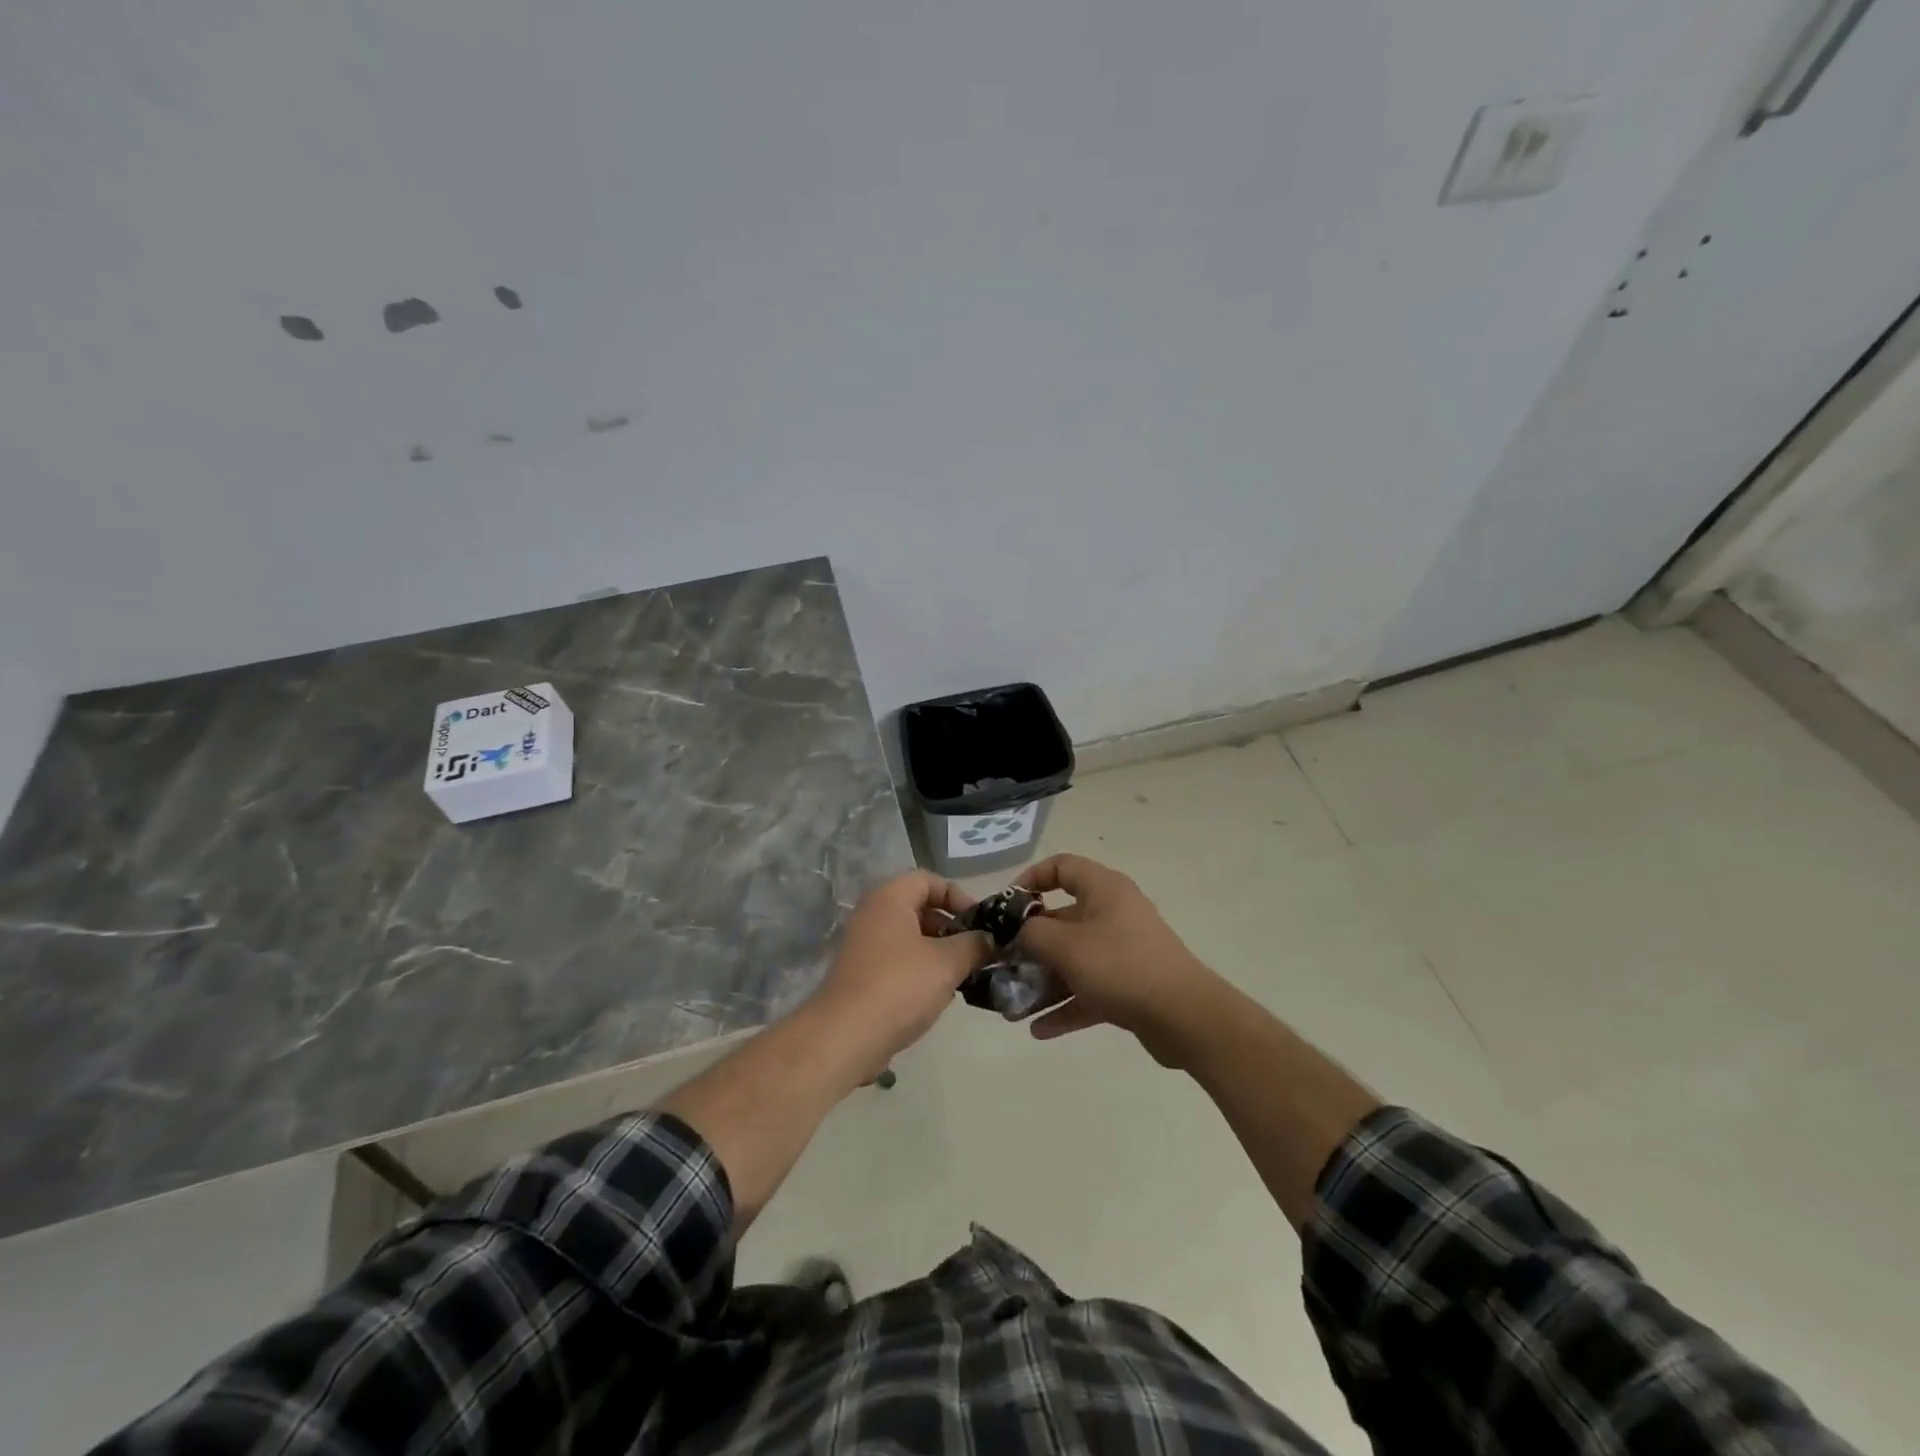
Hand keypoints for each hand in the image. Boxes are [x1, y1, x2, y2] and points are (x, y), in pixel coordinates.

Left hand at [807, 871, 992, 1081]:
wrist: (845, 1037)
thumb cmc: (900, 986)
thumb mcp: (947, 963)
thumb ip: (974, 945)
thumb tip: (989, 940)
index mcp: (890, 899)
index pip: (929, 880)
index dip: (958, 896)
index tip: (981, 922)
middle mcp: (872, 914)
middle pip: (920, 908)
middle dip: (951, 927)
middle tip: (976, 950)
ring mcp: (863, 945)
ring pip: (910, 937)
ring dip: (939, 952)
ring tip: (963, 975)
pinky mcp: (861, 974)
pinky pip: (898, 960)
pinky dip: (920, 970)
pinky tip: (938, 995)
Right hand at [1012, 854, 1231, 1067]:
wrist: (1185, 1017)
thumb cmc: (1120, 966)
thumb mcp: (1065, 946)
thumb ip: (1031, 932)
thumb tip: (1016, 930)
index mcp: (1103, 889)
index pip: (1062, 866)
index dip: (1031, 879)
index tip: (1007, 906)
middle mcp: (1114, 913)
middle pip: (1063, 918)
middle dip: (1030, 944)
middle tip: (1002, 963)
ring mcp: (1124, 950)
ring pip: (1074, 959)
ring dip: (1044, 981)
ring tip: (1013, 1005)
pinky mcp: (1130, 985)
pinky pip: (1089, 989)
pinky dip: (1066, 1005)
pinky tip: (1039, 1030)